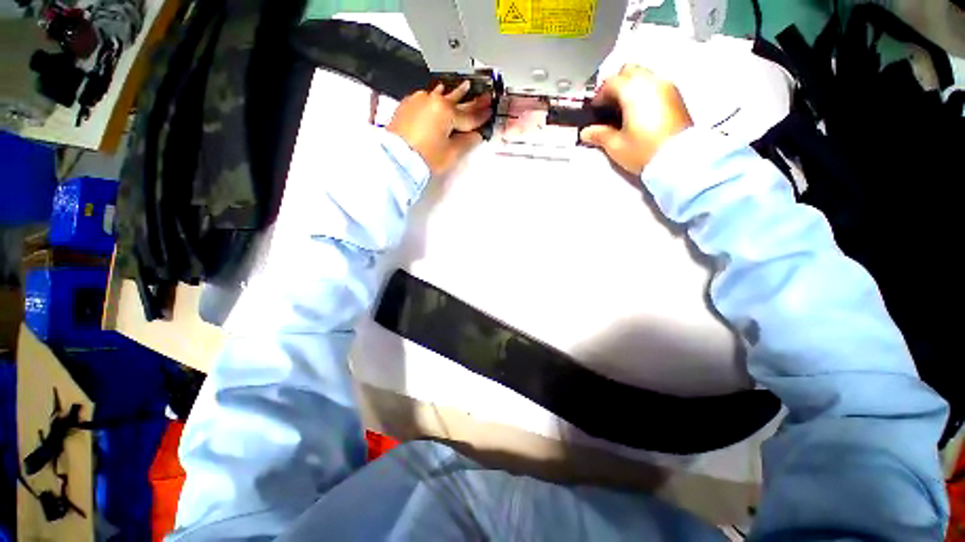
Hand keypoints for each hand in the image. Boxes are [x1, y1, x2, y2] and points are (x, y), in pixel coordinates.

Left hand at [387, 81, 492, 175]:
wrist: (396, 158)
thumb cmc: (424, 157)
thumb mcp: (451, 153)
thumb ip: (466, 141)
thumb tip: (475, 135)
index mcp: (447, 112)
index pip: (469, 116)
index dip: (481, 116)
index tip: (490, 111)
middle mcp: (434, 101)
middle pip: (458, 103)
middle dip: (472, 101)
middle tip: (484, 97)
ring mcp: (420, 100)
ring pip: (442, 96)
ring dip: (455, 93)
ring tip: (465, 86)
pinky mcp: (409, 104)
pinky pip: (428, 97)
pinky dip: (437, 96)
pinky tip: (440, 91)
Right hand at [580, 65, 693, 175]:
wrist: (678, 158)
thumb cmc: (646, 150)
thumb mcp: (616, 145)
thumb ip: (599, 135)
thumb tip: (587, 132)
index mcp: (633, 90)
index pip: (611, 82)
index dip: (599, 95)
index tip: (595, 109)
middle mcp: (651, 82)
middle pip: (629, 71)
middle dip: (616, 85)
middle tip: (608, 106)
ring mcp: (666, 87)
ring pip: (644, 76)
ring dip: (631, 87)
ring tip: (623, 110)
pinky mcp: (676, 96)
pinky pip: (656, 84)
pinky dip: (644, 92)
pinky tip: (639, 112)